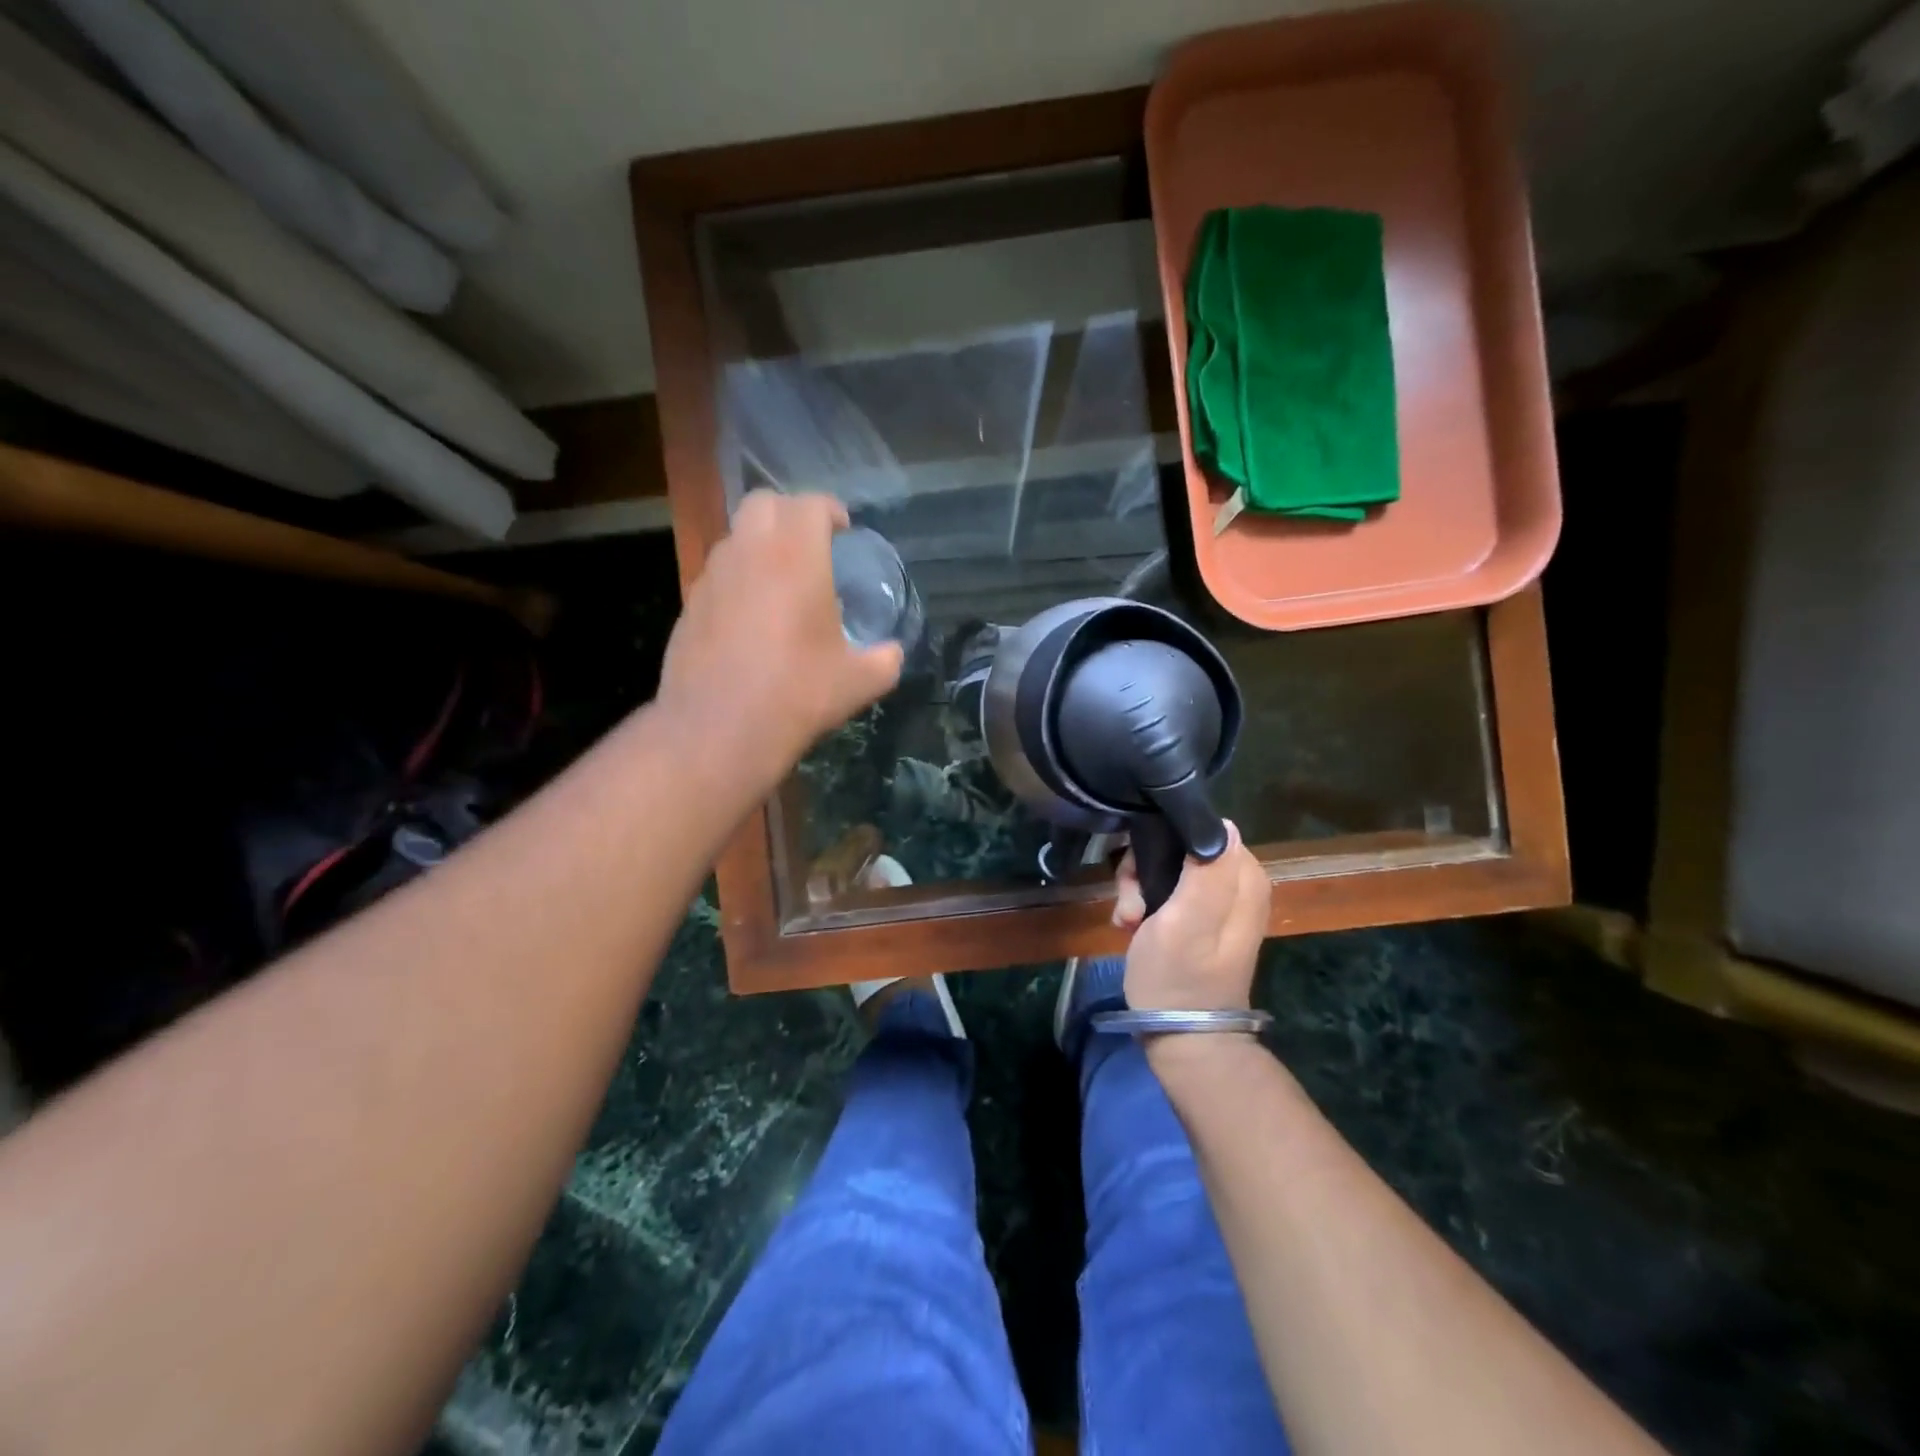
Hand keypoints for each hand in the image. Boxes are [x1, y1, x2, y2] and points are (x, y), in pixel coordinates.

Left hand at [658, 490, 903, 787]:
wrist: (719, 730)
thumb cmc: (797, 695)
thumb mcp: (859, 682)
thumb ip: (884, 659)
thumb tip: (891, 653)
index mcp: (796, 557)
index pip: (810, 504)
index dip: (830, 510)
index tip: (843, 529)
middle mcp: (749, 552)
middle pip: (764, 503)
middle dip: (790, 514)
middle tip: (811, 545)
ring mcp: (712, 577)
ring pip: (736, 538)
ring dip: (760, 545)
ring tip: (781, 583)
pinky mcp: (689, 605)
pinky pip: (719, 575)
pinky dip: (738, 580)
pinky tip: (752, 619)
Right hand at [1114, 822, 1268, 1011]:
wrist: (1180, 1036)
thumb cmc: (1179, 978)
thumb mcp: (1187, 922)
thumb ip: (1207, 872)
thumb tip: (1221, 824)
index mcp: (1242, 877)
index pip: (1200, 828)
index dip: (1164, 842)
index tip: (1143, 871)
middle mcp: (1235, 882)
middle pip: (1179, 846)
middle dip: (1146, 868)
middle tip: (1132, 902)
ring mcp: (1215, 900)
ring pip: (1166, 867)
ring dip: (1138, 888)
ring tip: (1129, 918)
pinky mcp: (1196, 916)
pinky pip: (1164, 889)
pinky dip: (1143, 904)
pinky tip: (1131, 926)